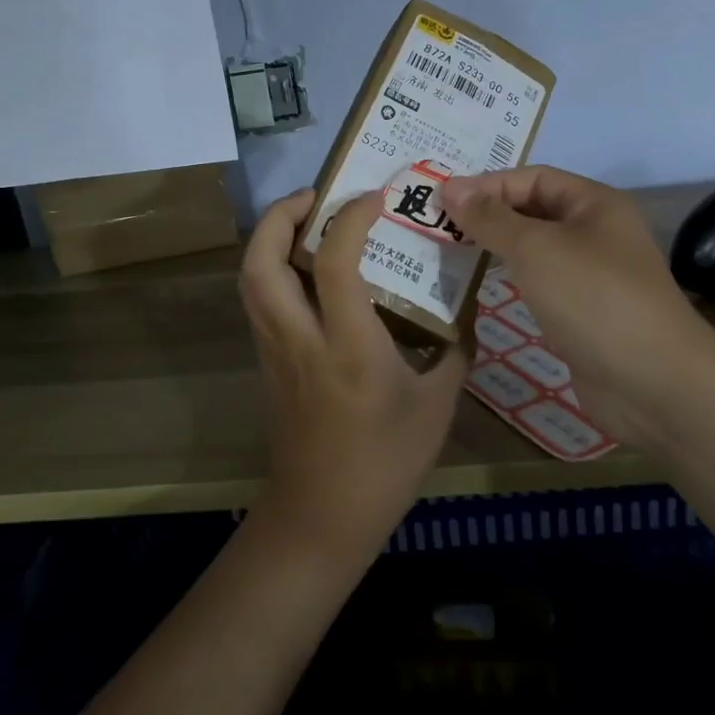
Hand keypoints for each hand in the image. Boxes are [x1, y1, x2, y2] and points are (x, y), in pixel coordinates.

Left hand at [238, 188, 469, 561]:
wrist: (322, 518)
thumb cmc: (386, 463)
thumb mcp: (438, 405)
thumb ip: (454, 348)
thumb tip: (464, 307)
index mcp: (349, 346)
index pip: (335, 261)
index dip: (351, 217)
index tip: (377, 196)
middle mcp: (301, 338)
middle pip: (261, 260)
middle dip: (281, 215)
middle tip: (317, 196)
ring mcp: (276, 350)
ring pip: (250, 278)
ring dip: (270, 237)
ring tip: (308, 222)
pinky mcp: (268, 362)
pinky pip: (260, 300)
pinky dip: (273, 268)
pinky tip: (309, 270)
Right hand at [440, 167, 714, 443]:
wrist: (652, 382)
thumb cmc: (592, 298)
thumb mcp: (535, 248)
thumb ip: (491, 218)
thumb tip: (451, 189)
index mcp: (594, 204)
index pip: (533, 178)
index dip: (487, 184)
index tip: (440, 200)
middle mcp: (596, 232)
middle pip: (533, 211)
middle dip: (488, 215)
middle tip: (437, 224)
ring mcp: (592, 275)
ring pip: (535, 249)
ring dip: (495, 247)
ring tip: (449, 251)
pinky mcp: (583, 313)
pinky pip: (540, 283)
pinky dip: (510, 279)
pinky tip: (481, 286)